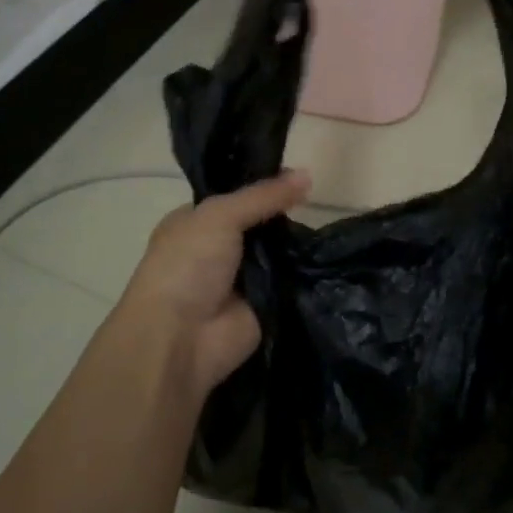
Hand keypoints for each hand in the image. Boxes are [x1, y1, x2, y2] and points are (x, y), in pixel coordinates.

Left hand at [119, 170, 310, 397]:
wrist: (180, 338)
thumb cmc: (187, 266)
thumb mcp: (220, 216)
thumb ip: (262, 196)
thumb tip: (307, 174)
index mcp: (195, 222)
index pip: (235, 196)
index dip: (264, 185)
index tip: (299, 174)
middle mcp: (216, 248)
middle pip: (260, 223)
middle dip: (284, 214)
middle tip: (319, 196)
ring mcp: (240, 279)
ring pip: (277, 252)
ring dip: (297, 243)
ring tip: (331, 223)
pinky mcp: (263, 305)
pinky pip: (289, 282)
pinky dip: (304, 273)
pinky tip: (330, 257)